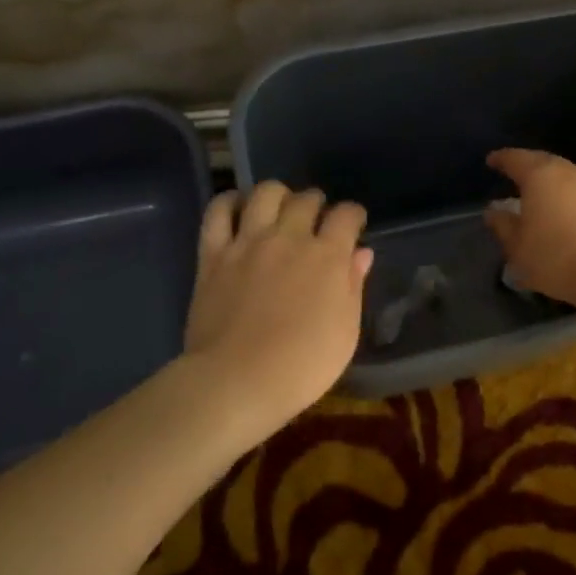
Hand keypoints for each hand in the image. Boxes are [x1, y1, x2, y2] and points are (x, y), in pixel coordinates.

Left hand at [183, 182, 372, 431]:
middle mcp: (290, 238)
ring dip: (279, 195)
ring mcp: (249, 242)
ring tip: (279, 209)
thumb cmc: (303, 366)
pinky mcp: (214, 253)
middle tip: (316, 221)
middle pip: (307, 199)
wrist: (237, 381)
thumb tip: (361, 253)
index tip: (353, 225)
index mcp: (328, 256)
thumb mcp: (345, 332)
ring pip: (266, 193)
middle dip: (317, 204)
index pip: (347, 215)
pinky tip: (238, 207)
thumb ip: (353, 286)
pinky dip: (230, 202)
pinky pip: (218, 211)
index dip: (354, 216)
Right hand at [482, 149, 575, 309]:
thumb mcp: (518, 247)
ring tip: (544, 198)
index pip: (516, 159)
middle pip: (545, 162)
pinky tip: (570, 217)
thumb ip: (503, 226)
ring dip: (555, 184)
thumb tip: (494, 211)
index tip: (492, 161)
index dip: (502, 159)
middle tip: (517, 177)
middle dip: (530, 167)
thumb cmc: (556, 257)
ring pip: (570, 177)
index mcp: (541, 176)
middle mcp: (570, 172)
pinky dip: (574, 200)